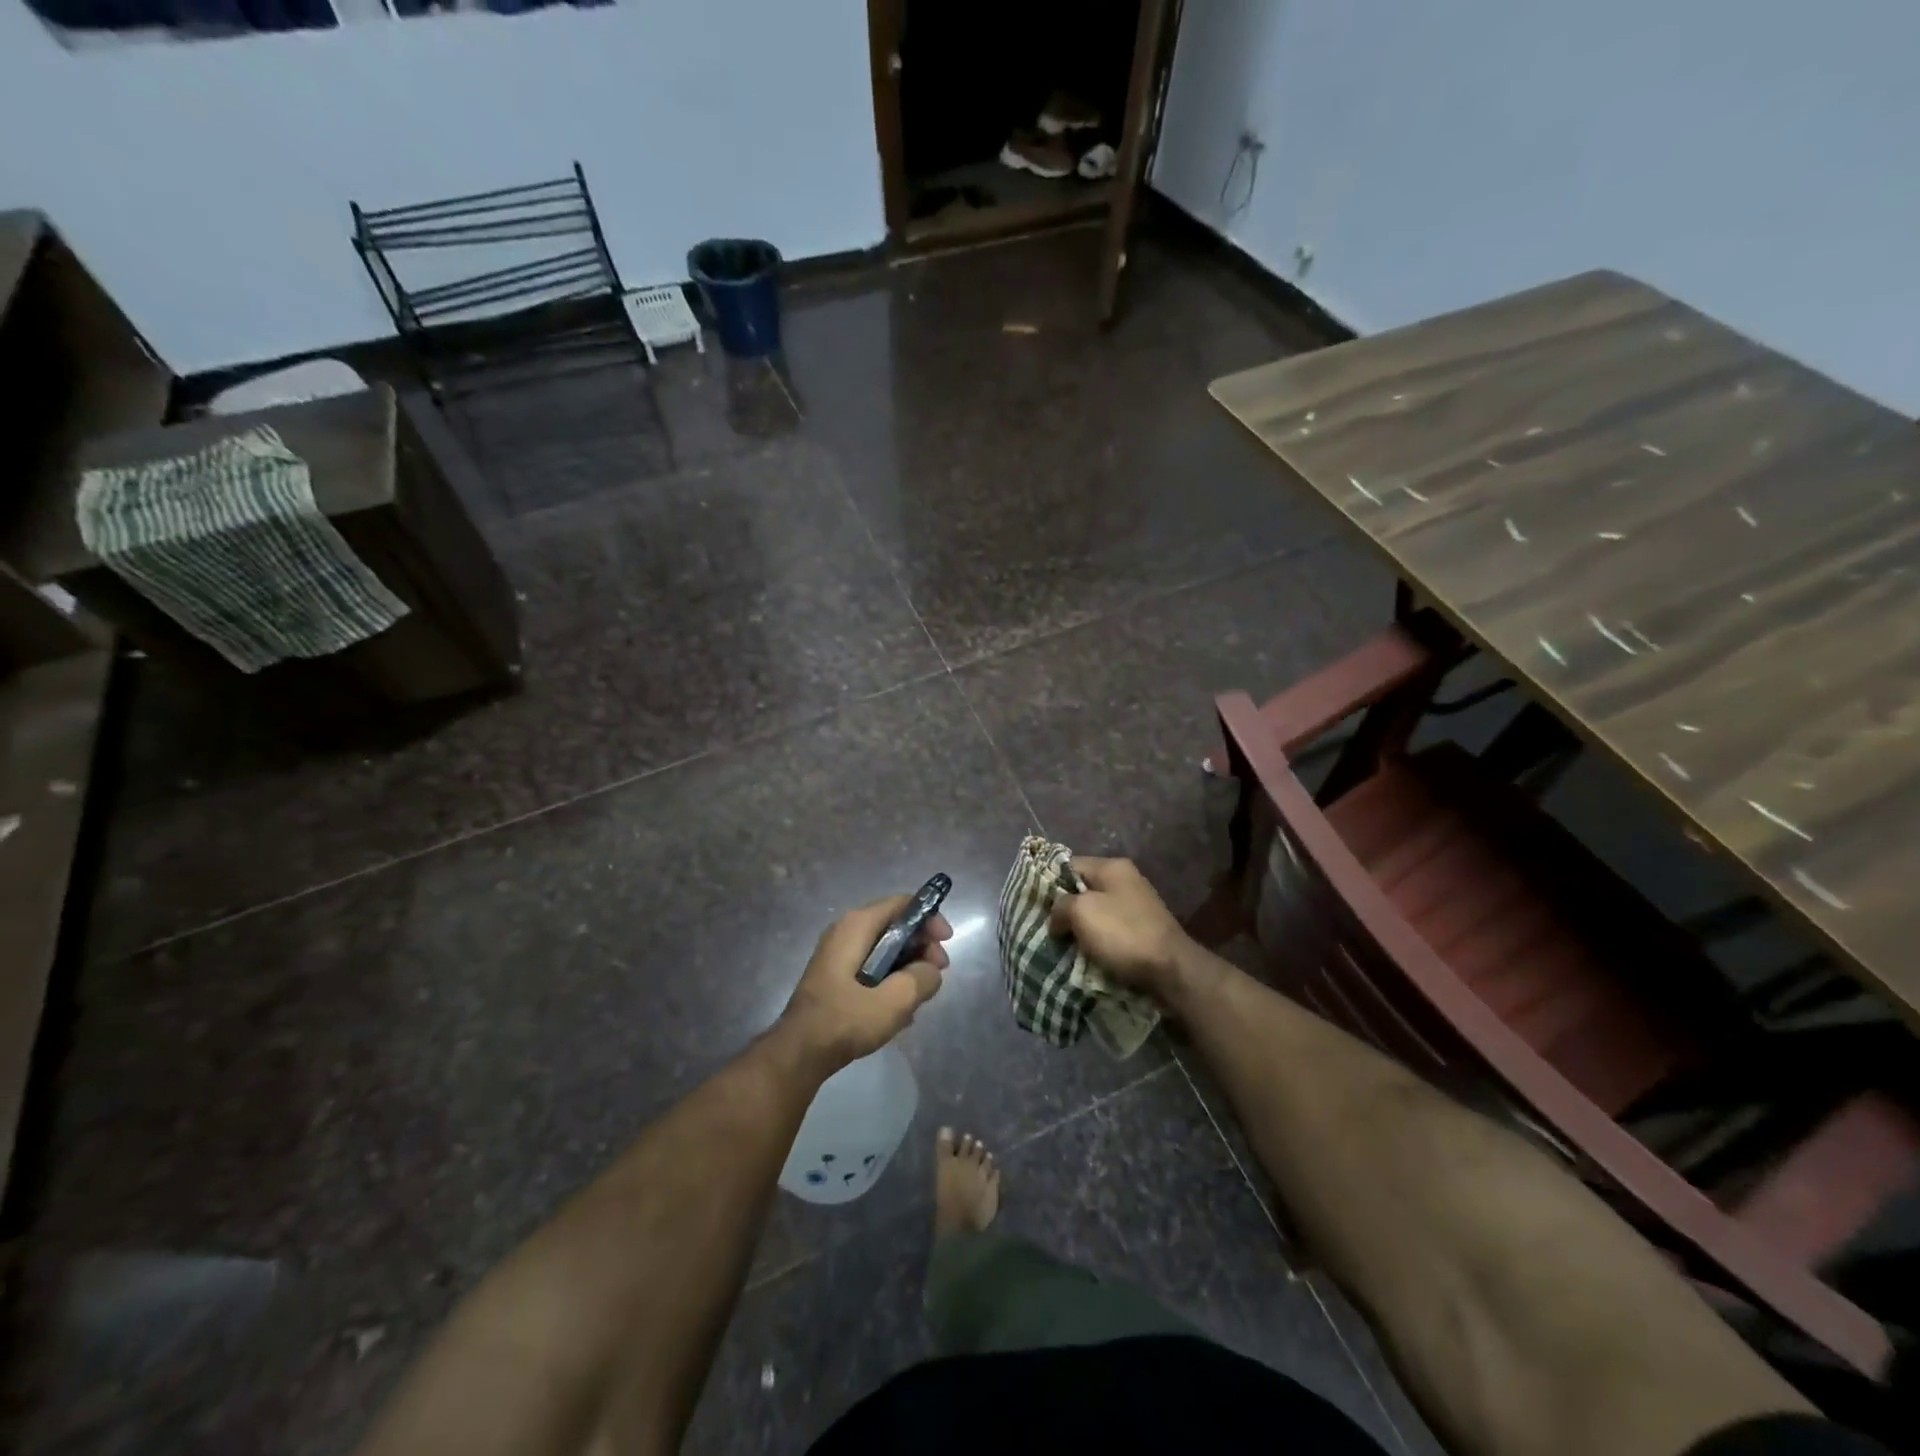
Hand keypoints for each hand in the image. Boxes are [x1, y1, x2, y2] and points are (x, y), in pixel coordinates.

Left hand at [779, 896, 950, 1070]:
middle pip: (895, 925)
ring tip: (918, 999)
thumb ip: (922, 979)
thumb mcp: (894, 1002)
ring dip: (907, 968)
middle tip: (936, 975)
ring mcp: (838, 954)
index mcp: (857, 925)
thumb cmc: (844, 1021)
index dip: (929, 918)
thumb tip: (931, 971)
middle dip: (921, 947)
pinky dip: (890, 980)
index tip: (946, 943)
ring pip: (886, 949)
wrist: (798, 1054)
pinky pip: (873, 966)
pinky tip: (897, 1011)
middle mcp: (846, 931)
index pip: (903, 904)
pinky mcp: (836, 976)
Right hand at [1047, 857, 1189, 997]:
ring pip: (1094, 913)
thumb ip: (1060, 907)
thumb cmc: (1123, 934)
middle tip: (1044, 928)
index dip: (1048, 882)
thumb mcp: (1082, 912)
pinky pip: (1109, 932)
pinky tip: (1083, 956)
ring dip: (1078, 930)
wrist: (1171, 970)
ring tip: (1059, 946)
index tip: (1032, 903)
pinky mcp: (1142, 932)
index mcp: (1112, 867)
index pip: (1068, 864)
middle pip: (1082, 890)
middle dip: (1063, 909)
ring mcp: (1136, 907)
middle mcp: (1126, 881)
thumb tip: (1057, 919)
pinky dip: (1095, 942)